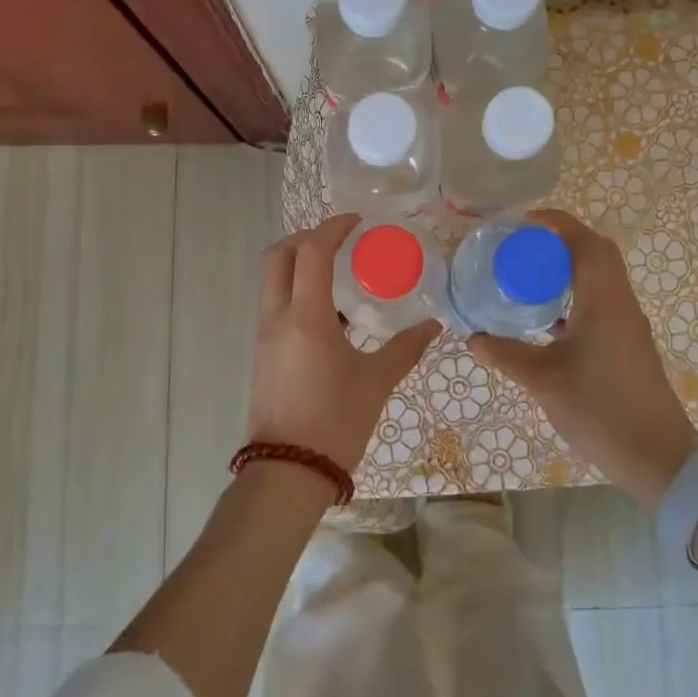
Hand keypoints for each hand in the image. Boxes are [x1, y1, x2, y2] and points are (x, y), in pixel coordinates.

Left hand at [247, 215, 442, 474]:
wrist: (289, 473)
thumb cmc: (335, 422)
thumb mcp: (377, 381)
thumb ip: (406, 348)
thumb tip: (434, 326)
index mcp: (305, 317)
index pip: (311, 251)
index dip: (333, 228)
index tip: (358, 223)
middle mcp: (277, 318)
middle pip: (278, 256)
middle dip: (307, 238)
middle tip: (341, 241)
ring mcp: (265, 336)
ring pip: (273, 281)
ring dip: (300, 265)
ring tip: (341, 273)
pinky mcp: (264, 354)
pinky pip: (276, 305)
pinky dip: (298, 292)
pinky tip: (332, 313)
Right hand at [468, 210, 697, 506]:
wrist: (657, 457)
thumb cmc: (600, 410)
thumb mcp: (543, 381)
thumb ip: (506, 355)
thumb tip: (473, 338)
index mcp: (603, 300)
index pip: (584, 241)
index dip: (554, 223)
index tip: (520, 223)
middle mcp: (620, 302)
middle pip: (595, 252)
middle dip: (558, 242)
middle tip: (520, 250)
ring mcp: (627, 323)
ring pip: (600, 277)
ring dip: (567, 269)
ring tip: (527, 278)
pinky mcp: (628, 343)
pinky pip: (600, 301)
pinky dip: (574, 296)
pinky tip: (546, 319)